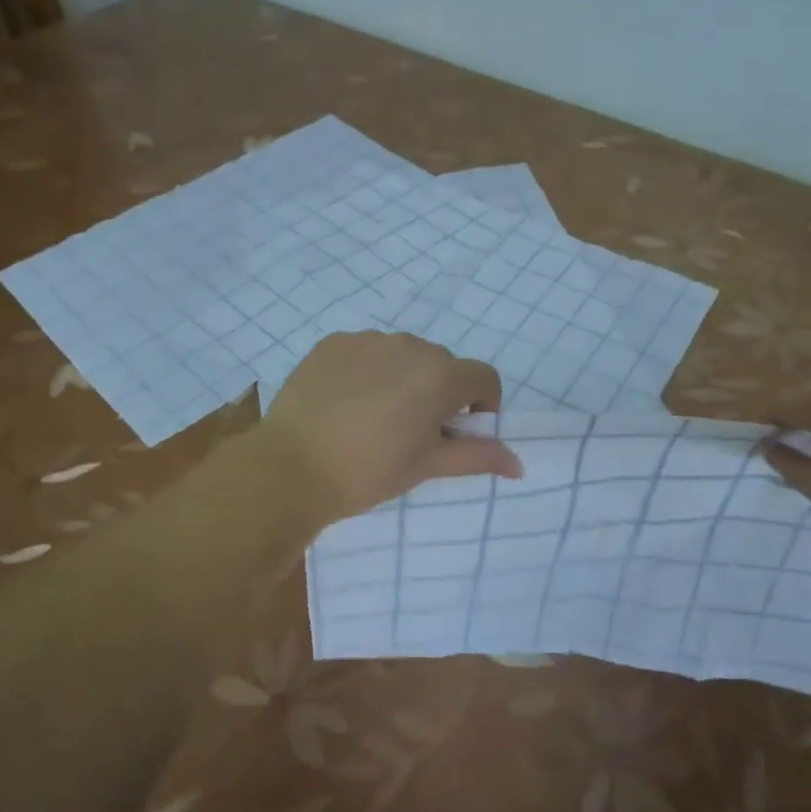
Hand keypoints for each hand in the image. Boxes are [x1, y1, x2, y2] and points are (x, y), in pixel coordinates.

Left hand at [258, 332, 522, 525]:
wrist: (291, 468)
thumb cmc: (369, 472)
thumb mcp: (428, 466)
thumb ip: (478, 457)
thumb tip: (519, 464)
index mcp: (440, 375)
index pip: (484, 378)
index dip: (482, 406)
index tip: (459, 432)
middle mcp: (410, 346)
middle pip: (443, 365)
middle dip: (440, 393)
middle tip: (414, 432)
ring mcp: (368, 339)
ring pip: (404, 355)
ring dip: (404, 379)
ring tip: (375, 417)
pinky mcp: (333, 342)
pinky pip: (366, 352)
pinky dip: (368, 371)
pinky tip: (346, 403)